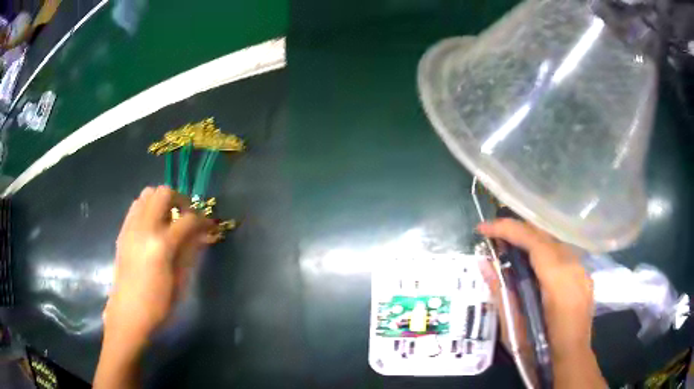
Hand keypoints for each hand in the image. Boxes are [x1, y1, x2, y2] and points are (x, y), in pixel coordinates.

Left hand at [103, 186, 213, 347]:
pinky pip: (136, 207)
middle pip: (163, 193)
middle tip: (188, 217)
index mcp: (161, 245)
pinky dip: (148, 208)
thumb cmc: (158, 305)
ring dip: (162, 201)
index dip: (203, 220)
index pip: (188, 219)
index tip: (210, 226)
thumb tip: (203, 234)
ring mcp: (130, 228)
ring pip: (147, 194)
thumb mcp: (180, 282)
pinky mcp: (123, 232)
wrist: (128, 314)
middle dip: (180, 200)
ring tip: (169, 219)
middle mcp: (144, 228)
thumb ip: (190, 252)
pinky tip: (154, 226)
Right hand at [478, 219, 604, 387]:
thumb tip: (484, 263)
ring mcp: (581, 269)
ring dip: (530, 239)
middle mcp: (574, 266)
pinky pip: (562, 253)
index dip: (507, 229)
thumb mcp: (513, 325)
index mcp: (558, 279)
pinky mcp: (583, 274)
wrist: (571, 359)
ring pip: (554, 241)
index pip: (533, 240)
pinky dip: (543, 251)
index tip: (483, 228)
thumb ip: (500, 291)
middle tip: (493, 235)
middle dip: (517, 229)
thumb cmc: (539, 349)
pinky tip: (533, 262)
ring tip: (509, 245)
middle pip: (544, 234)